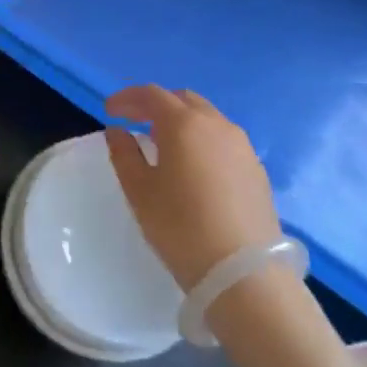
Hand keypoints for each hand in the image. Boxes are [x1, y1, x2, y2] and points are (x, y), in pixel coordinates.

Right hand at [105, 86, 281, 289]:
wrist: (243, 272)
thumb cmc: (180, 227)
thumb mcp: (140, 191)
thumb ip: (124, 154)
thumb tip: (117, 131)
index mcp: (185, 124)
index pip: (152, 95)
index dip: (127, 98)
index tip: (109, 110)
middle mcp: (217, 125)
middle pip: (183, 100)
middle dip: (157, 105)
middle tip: (136, 122)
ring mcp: (242, 146)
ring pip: (207, 118)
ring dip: (182, 122)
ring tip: (164, 145)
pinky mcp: (257, 169)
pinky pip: (224, 141)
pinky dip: (203, 141)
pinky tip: (194, 167)